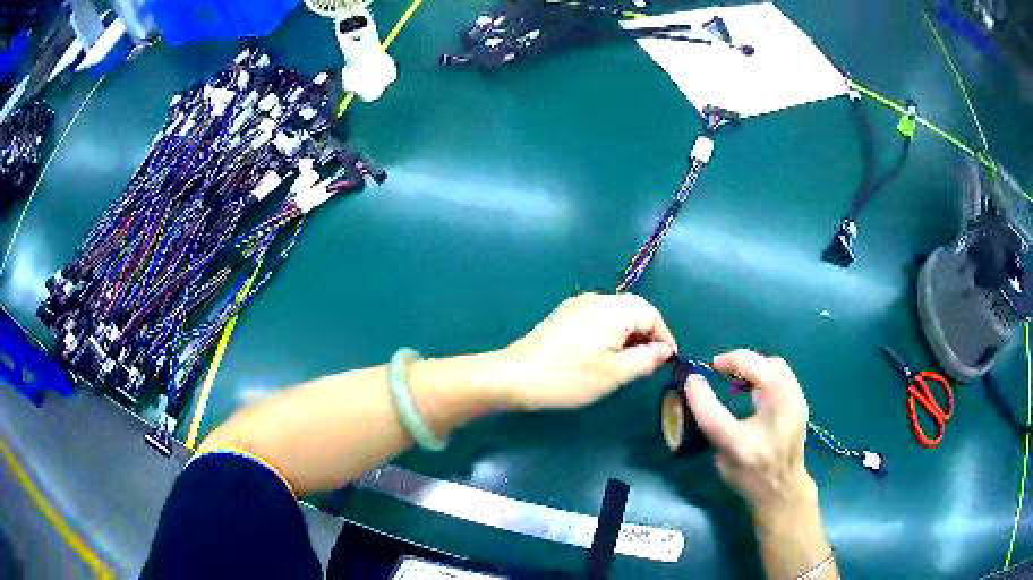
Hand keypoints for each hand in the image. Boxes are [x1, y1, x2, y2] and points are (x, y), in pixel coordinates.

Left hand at [495, 293, 676, 409]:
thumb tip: (664, 351)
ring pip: (616, 315)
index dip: (664, 338)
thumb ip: (646, 359)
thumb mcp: (616, 373)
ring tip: (628, 364)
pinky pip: (598, 319)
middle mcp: (598, 299)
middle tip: (649, 365)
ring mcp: (578, 305)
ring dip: (628, 336)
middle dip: (647, 336)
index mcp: (615, 309)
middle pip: (635, 311)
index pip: (652, 315)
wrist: (516, 376)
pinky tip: (604, 356)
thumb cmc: (570, 376)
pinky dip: (610, 334)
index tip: (666, 362)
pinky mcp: (564, 316)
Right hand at [684, 349, 814, 518]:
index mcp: (744, 447)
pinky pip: (782, 372)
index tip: (691, 379)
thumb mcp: (722, 460)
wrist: (784, 488)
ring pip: (774, 364)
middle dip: (735, 361)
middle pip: (758, 371)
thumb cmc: (748, 478)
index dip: (699, 394)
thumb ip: (712, 426)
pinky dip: (765, 370)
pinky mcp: (801, 401)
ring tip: (736, 374)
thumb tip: (699, 389)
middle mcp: (771, 425)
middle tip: (718, 367)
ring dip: (752, 364)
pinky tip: (754, 383)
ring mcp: (794, 407)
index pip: (715, 417)